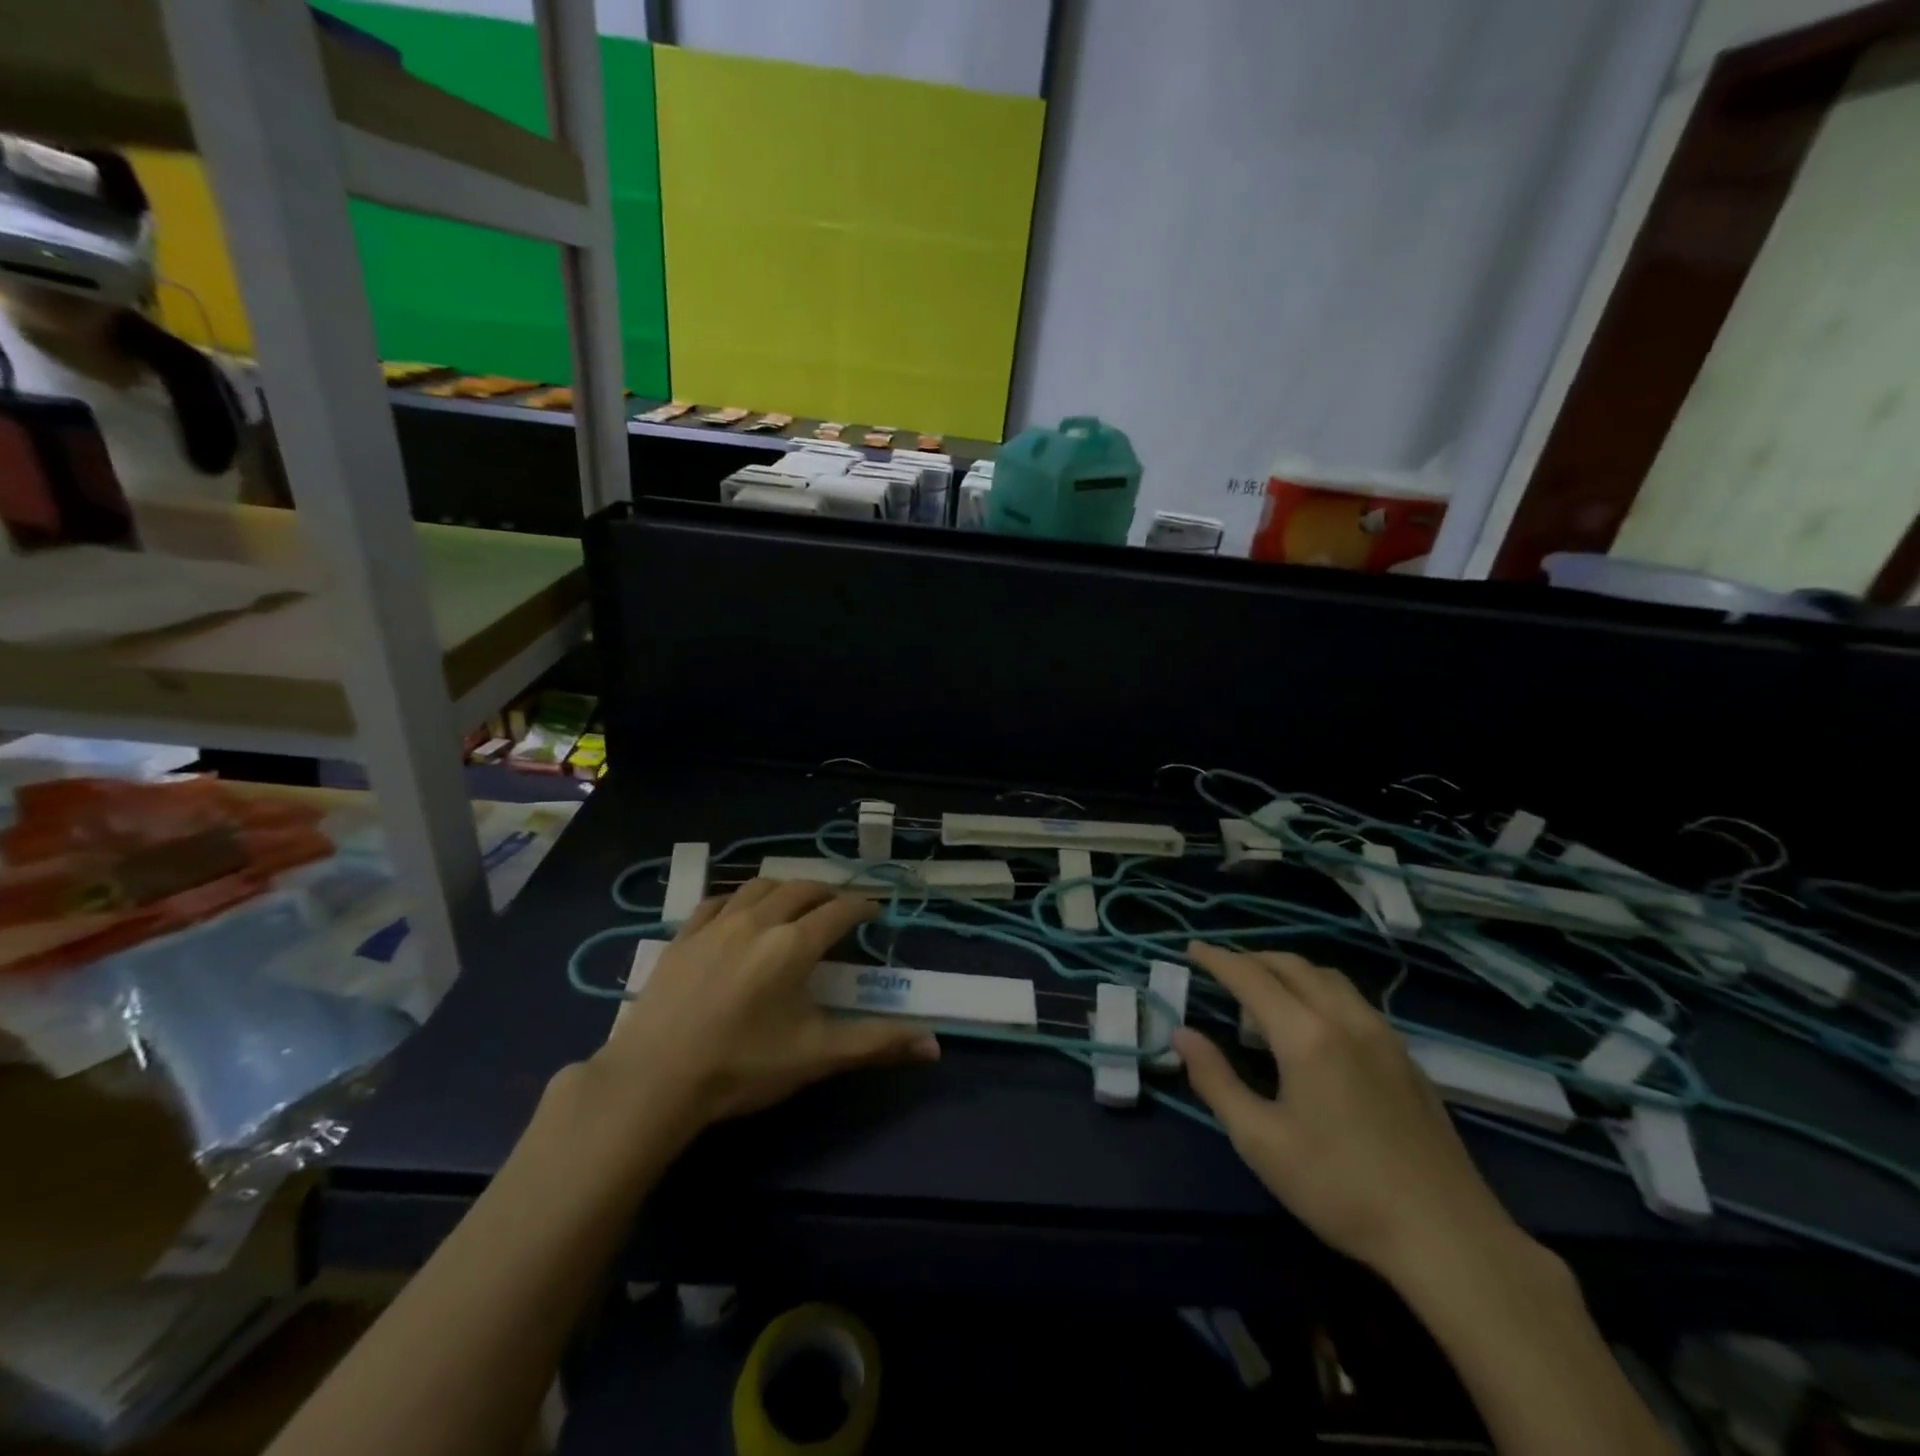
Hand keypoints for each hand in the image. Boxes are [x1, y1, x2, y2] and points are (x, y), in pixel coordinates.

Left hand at [588, 880, 940, 1132]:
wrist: (654, 1079)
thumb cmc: (742, 1066)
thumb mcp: (816, 1056)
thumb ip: (876, 1043)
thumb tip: (934, 1045)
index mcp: (794, 945)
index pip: (839, 911)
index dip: (862, 907)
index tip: (875, 911)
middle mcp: (759, 920)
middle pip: (802, 889)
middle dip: (827, 893)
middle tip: (839, 908)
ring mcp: (716, 924)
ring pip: (760, 886)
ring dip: (786, 888)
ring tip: (795, 903)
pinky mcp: (683, 935)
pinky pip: (717, 900)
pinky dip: (739, 898)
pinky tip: (740, 911)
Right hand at [1173, 943, 1525, 1285]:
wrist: (1448, 1237)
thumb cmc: (1340, 1188)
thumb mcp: (1260, 1141)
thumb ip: (1215, 1080)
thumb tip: (1182, 1035)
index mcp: (1306, 1035)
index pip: (1251, 977)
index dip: (1217, 959)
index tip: (1191, 948)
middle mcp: (1345, 1019)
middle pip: (1292, 966)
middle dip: (1251, 958)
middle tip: (1221, 968)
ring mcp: (1383, 1036)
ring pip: (1328, 978)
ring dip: (1289, 970)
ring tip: (1264, 990)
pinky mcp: (1406, 1058)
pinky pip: (1353, 1000)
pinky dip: (1319, 990)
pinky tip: (1315, 1023)